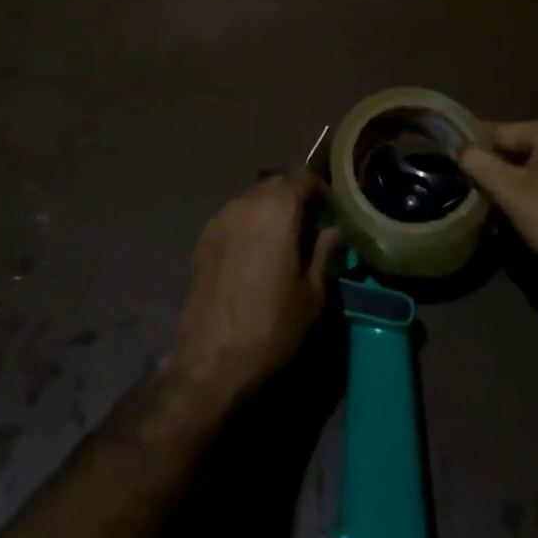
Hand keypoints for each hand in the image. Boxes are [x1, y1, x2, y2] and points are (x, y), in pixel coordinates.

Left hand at [166, 171, 341, 401]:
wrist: (210, 361)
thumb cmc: (271, 326)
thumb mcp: (311, 294)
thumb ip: (324, 253)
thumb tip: (335, 231)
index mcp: (277, 208)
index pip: (303, 177)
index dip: (321, 191)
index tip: (331, 214)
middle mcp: (246, 202)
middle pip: (277, 184)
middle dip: (296, 198)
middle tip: (310, 227)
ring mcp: (220, 217)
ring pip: (253, 199)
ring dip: (270, 211)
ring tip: (282, 242)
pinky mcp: (202, 238)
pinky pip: (233, 218)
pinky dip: (249, 225)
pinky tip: (254, 256)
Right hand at [461, 120, 537, 291]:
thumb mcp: (508, 190)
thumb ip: (478, 163)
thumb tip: (461, 148)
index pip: (501, 132)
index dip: (478, 149)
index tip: (460, 166)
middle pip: (522, 147)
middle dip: (501, 167)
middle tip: (482, 191)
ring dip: (521, 181)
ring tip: (504, 204)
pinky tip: (535, 212)